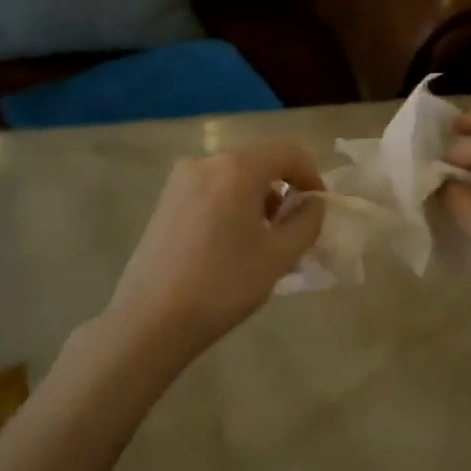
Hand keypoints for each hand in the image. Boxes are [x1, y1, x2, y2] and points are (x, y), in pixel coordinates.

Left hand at [103, 143, 325, 361]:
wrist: (152, 318)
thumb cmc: (223, 284)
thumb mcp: (278, 256)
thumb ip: (306, 222)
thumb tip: (313, 203)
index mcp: (237, 168)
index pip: (288, 152)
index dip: (311, 175)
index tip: (319, 208)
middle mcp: (206, 162)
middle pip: (259, 162)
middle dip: (283, 190)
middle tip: (293, 230)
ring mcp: (180, 180)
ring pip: (234, 177)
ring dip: (257, 199)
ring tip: (263, 241)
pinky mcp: (165, 200)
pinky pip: (212, 190)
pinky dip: (232, 205)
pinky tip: (231, 243)